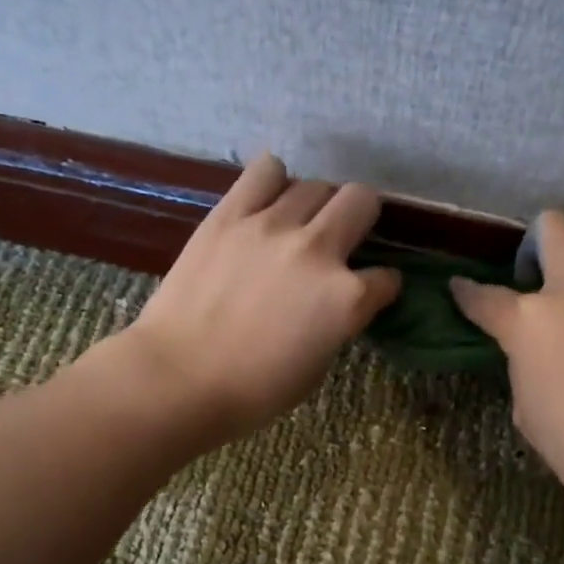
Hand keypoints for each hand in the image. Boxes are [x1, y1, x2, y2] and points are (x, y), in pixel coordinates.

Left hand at [120, 153, 400, 443]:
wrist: (177, 379)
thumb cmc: (251, 391)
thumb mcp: (315, 367)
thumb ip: (337, 323)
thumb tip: (337, 301)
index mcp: (345, 298)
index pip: (386, 278)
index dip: (381, 286)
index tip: (370, 291)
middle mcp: (317, 250)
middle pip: (361, 200)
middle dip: (360, 219)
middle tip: (340, 238)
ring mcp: (272, 226)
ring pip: (315, 184)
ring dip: (316, 205)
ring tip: (298, 223)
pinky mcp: (230, 214)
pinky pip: (265, 171)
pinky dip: (273, 181)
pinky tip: (267, 200)